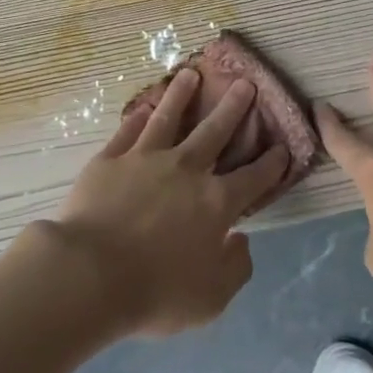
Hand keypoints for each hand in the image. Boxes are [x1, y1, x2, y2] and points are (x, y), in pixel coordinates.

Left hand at [49, 68, 289, 336]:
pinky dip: (138, 118)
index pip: (253, 178)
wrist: (91, 274)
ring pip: (168, 117)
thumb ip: (235, 268)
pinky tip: (143, 108)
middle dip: (233, 107)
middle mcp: (185, 169)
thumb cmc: (156, 291)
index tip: (282, 146)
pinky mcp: (111, 158)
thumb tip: (241, 240)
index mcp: (215, 203)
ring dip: (182, 94)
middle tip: (244, 83)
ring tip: (190, 74)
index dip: (271, 162)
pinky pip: (128, 131)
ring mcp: (145, 158)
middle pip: (214, 131)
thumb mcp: (211, 298)